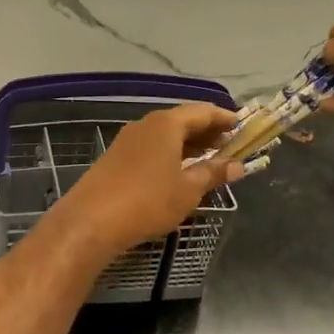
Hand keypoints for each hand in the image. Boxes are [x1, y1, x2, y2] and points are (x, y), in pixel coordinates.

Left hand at [47, 104, 243, 260]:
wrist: (90, 222)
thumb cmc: (148, 201)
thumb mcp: (188, 190)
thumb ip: (213, 173)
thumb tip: (237, 165)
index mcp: (166, 124)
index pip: (203, 111)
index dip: (225, 119)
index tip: (242, 128)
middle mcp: (145, 125)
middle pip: (183, 121)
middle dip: (207, 132)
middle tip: (229, 146)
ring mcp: (126, 141)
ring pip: (165, 136)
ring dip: (188, 146)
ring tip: (208, 161)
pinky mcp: (114, 160)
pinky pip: (150, 150)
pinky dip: (169, 156)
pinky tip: (177, 174)